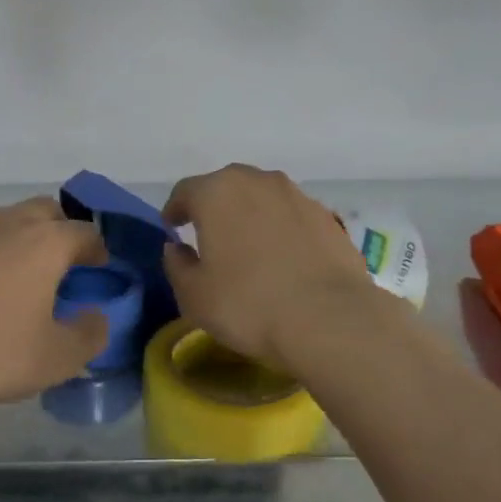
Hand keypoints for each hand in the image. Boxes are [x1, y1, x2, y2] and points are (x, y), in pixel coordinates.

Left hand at [0, 198, 109, 405]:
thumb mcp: (56, 358)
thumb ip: (89, 335)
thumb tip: (97, 317)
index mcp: (44, 244)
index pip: (85, 232)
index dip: (97, 249)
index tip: (98, 268)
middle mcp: (7, 224)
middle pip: (46, 210)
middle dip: (60, 231)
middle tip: (60, 265)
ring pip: (4, 220)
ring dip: (19, 238)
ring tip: (16, 276)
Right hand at [161, 164, 378, 373]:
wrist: (329, 319)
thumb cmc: (247, 304)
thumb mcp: (193, 295)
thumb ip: (177, 265)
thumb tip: (177, 248)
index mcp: (217, 193)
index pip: (185, 191)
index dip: (175, 209)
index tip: (171, 226)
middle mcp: (258, 182)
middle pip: (227, 187)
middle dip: (214, 207)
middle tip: (207, 233)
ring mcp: (298, 196)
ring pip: (263, 198)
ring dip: (250, 215)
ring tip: (247, 245)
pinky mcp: (328, 217)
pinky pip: (292, 217)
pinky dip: (280, 230)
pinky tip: (282, 258)